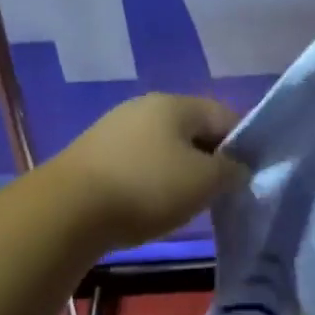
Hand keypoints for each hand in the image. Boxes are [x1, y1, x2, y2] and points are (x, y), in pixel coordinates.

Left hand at [56, 94, 247, 249]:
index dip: (243, 145)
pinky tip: (149, 205)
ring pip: (164, 147)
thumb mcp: (205, 182)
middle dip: (210, 159)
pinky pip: (138, 162)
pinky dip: (151, 180)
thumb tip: (237, 168)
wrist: (67, 210)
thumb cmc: (148, 188)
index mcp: (175, 103)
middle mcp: (144, 107)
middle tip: (218, 193)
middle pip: (192, 130)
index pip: (225, 115)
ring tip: (184, 203)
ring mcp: (114, 128)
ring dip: (180, 171)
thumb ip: (232, 171)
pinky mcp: (93, 155)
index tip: (247, 177)